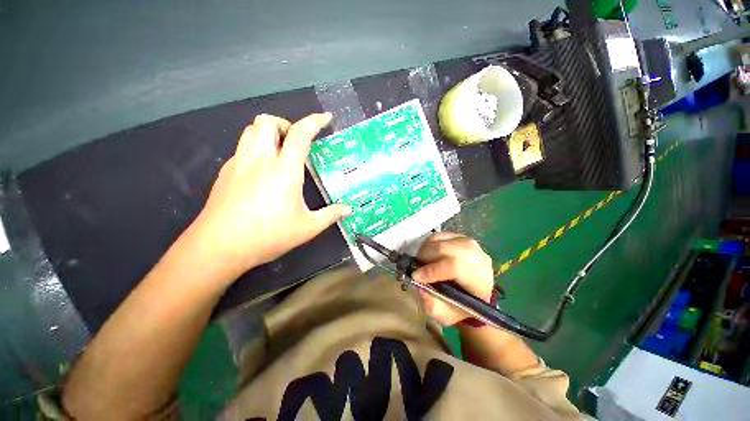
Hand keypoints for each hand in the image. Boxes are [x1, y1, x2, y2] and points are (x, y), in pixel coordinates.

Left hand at [190, 113, 350, 279]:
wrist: (219, 247)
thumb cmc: (268, 236)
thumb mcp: (307, 227)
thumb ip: (330, 215)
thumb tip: (348, 210)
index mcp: (284, 170)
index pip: (300, 134)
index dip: (314, 122)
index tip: (325, 118)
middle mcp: (260, 160)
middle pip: (266, 121)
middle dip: (285, 124)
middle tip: (296, 142)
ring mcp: (238, 164)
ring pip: (250, 131)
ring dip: (267, 133)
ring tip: (279, 152)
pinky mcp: (225, 173)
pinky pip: (241, 149)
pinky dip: (255, 150)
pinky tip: (261, 172)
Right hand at [412, 233, 494, 325]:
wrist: (476, 294)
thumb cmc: (461, 306)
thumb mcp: (445, 314)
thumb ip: (431, 303)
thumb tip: (418, 284)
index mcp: (478, 278)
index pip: (453, 266)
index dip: (431, 270)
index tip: (416, 276)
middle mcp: (476, 256)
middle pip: (444, 249)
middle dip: (424, 258)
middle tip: (416, 268)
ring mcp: (469, 243)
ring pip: (439, 240)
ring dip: (424, 251)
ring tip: (420, 262)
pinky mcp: (461, 237)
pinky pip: (439, 236)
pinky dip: (428, 244)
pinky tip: (427, 254)